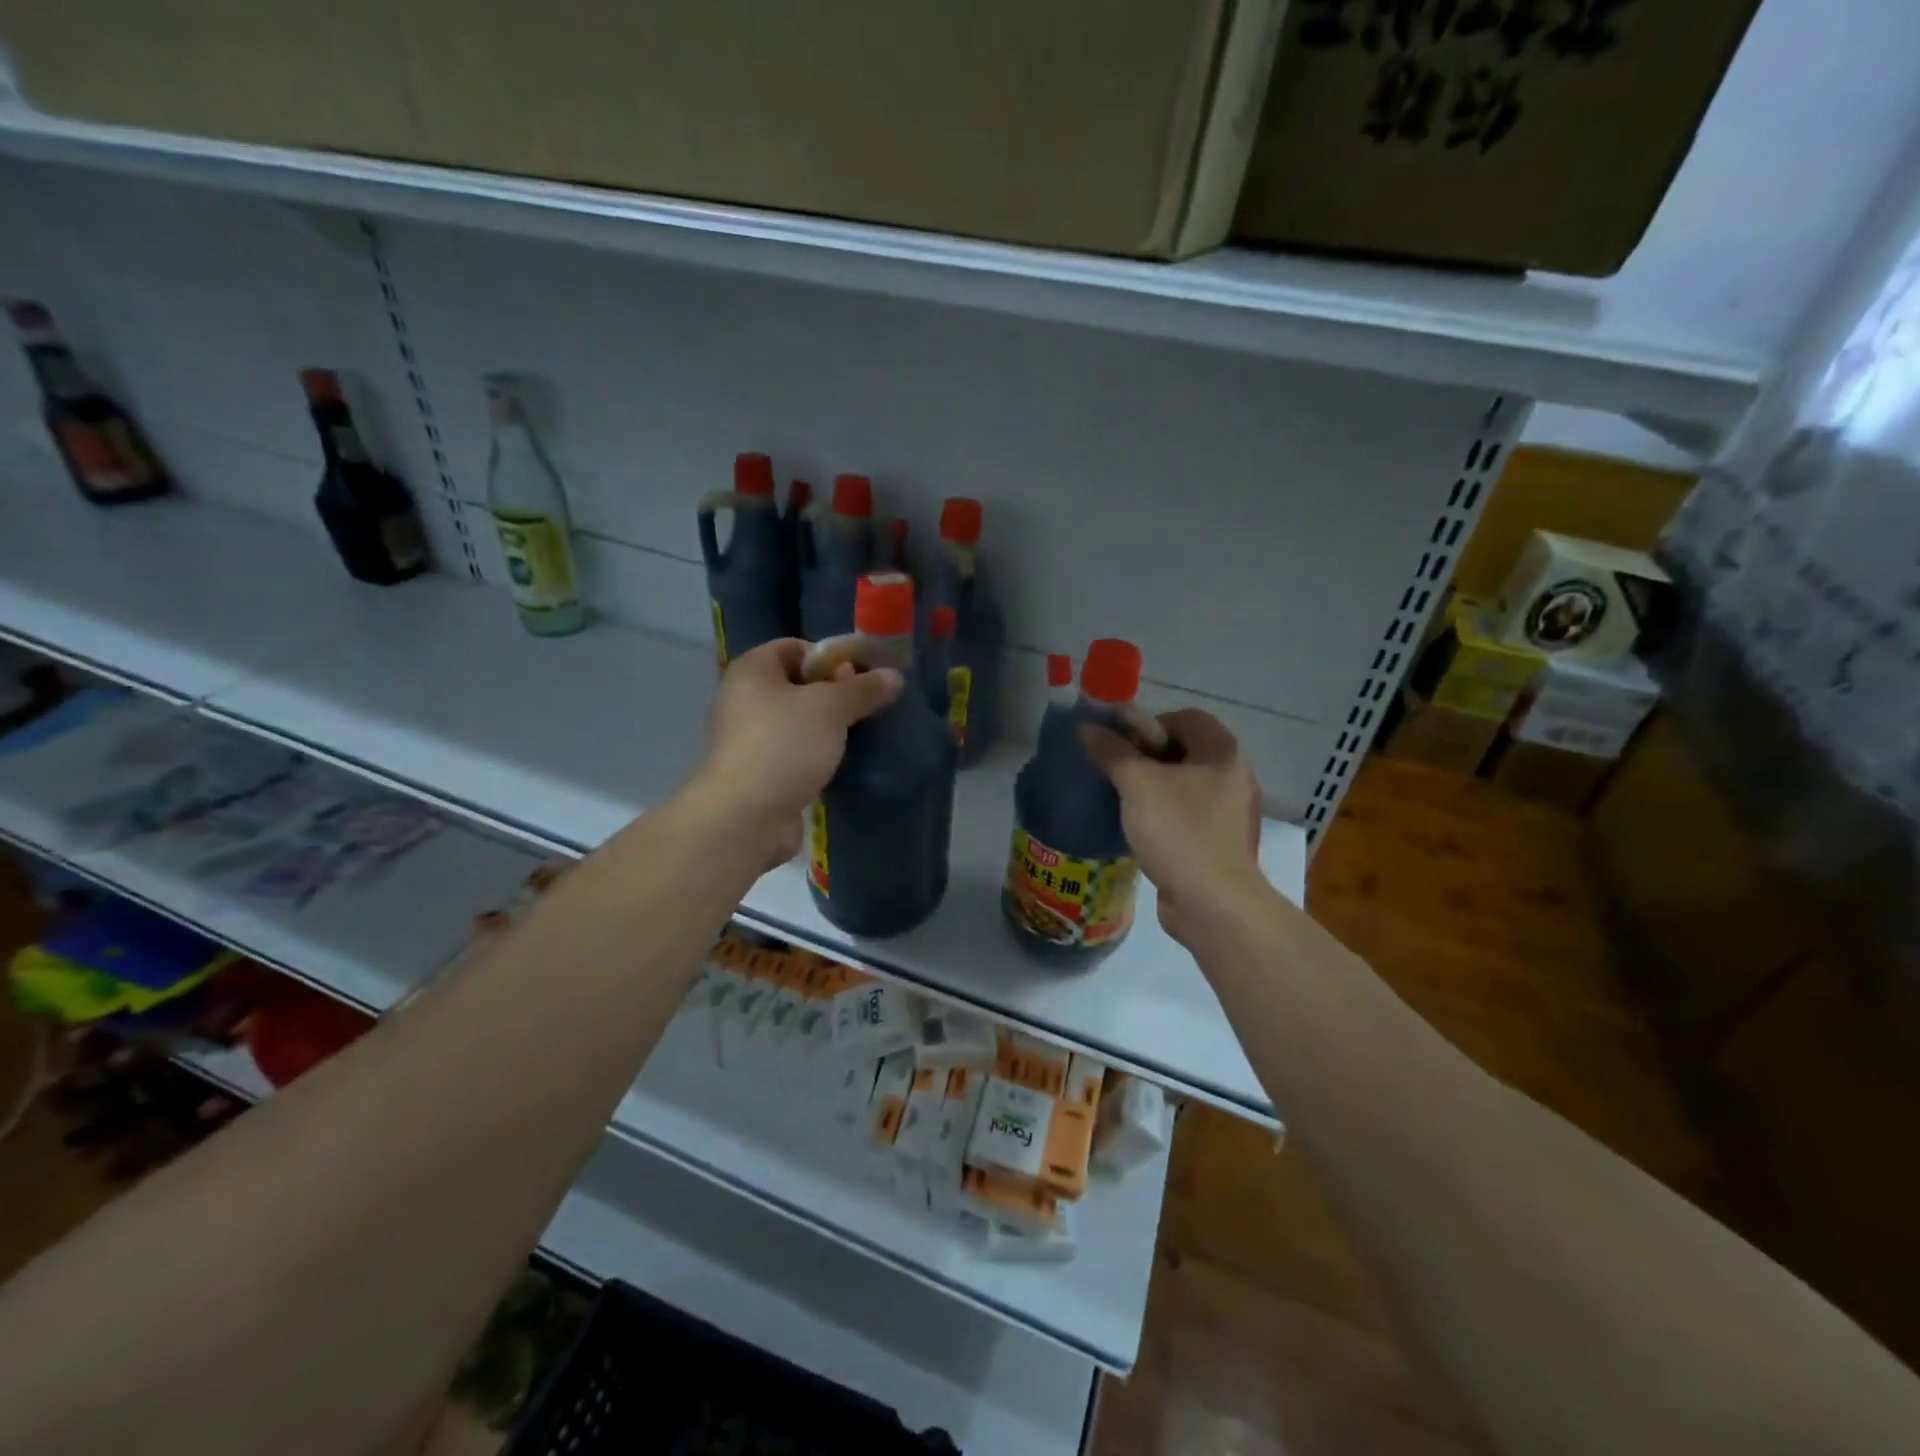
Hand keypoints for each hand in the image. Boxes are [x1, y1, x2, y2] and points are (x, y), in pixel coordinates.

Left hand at [690, 639, 901, 867]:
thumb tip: (894, 676)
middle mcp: (745, 698)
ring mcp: (750, 738)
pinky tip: (842, 762)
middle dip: (835, 693)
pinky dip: (817, 754)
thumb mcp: (831, 708)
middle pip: (799, 684)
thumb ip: (863, 689)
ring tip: (861, 734)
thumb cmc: (784, 746)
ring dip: (829, 727)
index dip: (830, 656)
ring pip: (799, 721)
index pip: (795, 647)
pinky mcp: (760, 771)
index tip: (862, 676)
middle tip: (867, 706)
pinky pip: (795, 751)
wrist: (746, 817)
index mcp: (753, 670)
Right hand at [1082, 709, 1264, 948]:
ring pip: (1184, 787)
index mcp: (1223, 753)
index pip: (1186, 718)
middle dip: (1147, 758)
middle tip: (1115, 772)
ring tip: (1122, 802)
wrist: (1213, 903)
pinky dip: (1164, 817)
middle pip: (1184, 752)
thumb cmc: (1179, 831)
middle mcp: (1234, 777)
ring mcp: (1230, 814)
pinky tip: (1140, 831)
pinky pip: (1187, 817)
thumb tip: (1088, 729)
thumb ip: (1112, 752)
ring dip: (1153, 789)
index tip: (1122, 746)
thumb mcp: (1137, 784)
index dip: (1150, 725)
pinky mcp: (1220, 844)